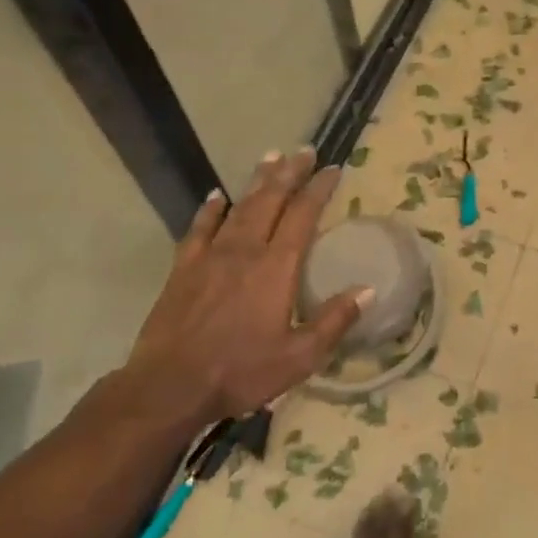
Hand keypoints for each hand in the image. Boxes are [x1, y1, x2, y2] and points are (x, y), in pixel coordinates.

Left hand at [103, 149, 370, 433]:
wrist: (170, 387)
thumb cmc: (241, 371)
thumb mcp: (299, 356)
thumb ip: (334, 321)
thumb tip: (367, 290)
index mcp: (276, 268)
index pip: (303, 215)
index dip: (319, 189)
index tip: (333, 169)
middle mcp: (245, 250)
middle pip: (270, 200)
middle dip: (290, 173)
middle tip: (304, 150)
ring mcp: (210, 256)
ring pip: (239, 207)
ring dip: (257, 181)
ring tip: (270, 157)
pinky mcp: (183, 268)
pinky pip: (199, 228)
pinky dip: (210, 209)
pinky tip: (217, 196)